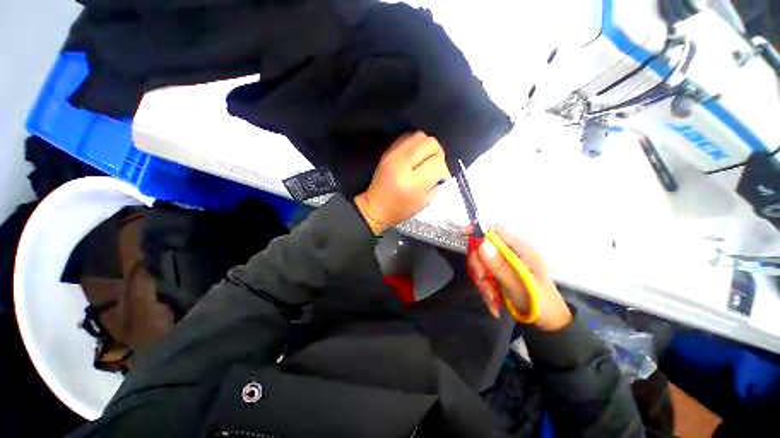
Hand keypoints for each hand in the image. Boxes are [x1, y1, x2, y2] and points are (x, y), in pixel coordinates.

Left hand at [355, 132, 450, 234]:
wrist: (375, 207)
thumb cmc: (399, 210)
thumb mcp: (423, 203)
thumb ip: (435, 184)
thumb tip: (441, 169)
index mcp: (411, 183)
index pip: (437, 163)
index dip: (444, 170)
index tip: (441, 177)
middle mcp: (402, 165)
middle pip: (430, 144)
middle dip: (438, 153)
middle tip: (436, 164)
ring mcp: (393, 155)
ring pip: (420, 136)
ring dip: (428, 146)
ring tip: (426, 158)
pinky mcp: (387, 151)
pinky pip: (408, 136)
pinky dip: (416, 143)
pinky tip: (416, 155)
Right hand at [467, 225, 571, 330]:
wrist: (547, 324)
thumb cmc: (539, 305)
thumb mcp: (518, 286)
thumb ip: (499, 266)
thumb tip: (482, 244)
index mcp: (521, 251)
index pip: (497, 231)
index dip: (480, 231)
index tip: (464, 234)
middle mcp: (511, 255)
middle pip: (484, 249)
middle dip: (479, 266)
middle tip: (483, 280)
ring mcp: (504, 266)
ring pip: (481, 264)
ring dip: (482, 281)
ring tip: (492, 297)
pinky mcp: (499, 275)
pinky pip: (483, 276)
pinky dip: (485, 288)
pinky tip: (493, 301)